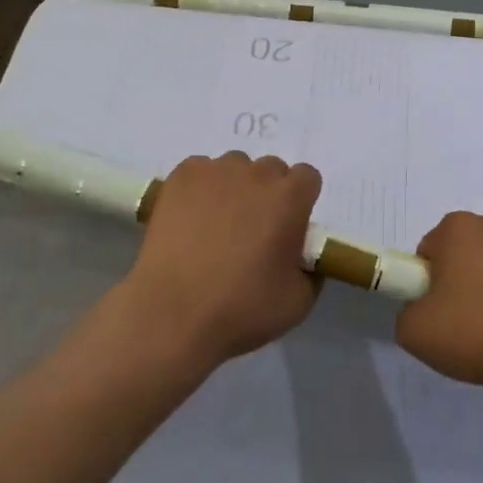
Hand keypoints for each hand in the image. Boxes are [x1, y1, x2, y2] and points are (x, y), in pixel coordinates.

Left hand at [121, 151, 323, 369]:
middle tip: (252, 229)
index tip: (288, 226)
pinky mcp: (181, 177)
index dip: (299, 200)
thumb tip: (302, 257)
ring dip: (234, 188)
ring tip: (216, 225)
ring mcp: (216, 170)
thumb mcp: (298, 302)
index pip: (306, 177)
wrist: (172, 314)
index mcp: (290, 198)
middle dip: (267, 193)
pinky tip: (190, 219)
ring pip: (234, 168)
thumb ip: (310, 271)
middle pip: (271, 170)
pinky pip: (200, 172)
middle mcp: (257, 173)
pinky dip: (200, 189)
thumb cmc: (241, 308)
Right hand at [395, 211, 482, 395]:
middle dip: (465, 279)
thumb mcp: (417, 333)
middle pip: (468, 251)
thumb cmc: (480, 332)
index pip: (430, 251)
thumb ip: (406, 313)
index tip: (442, 313)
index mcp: (458, 228)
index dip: (430, 284)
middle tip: (470, 323)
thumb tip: (421, 309)